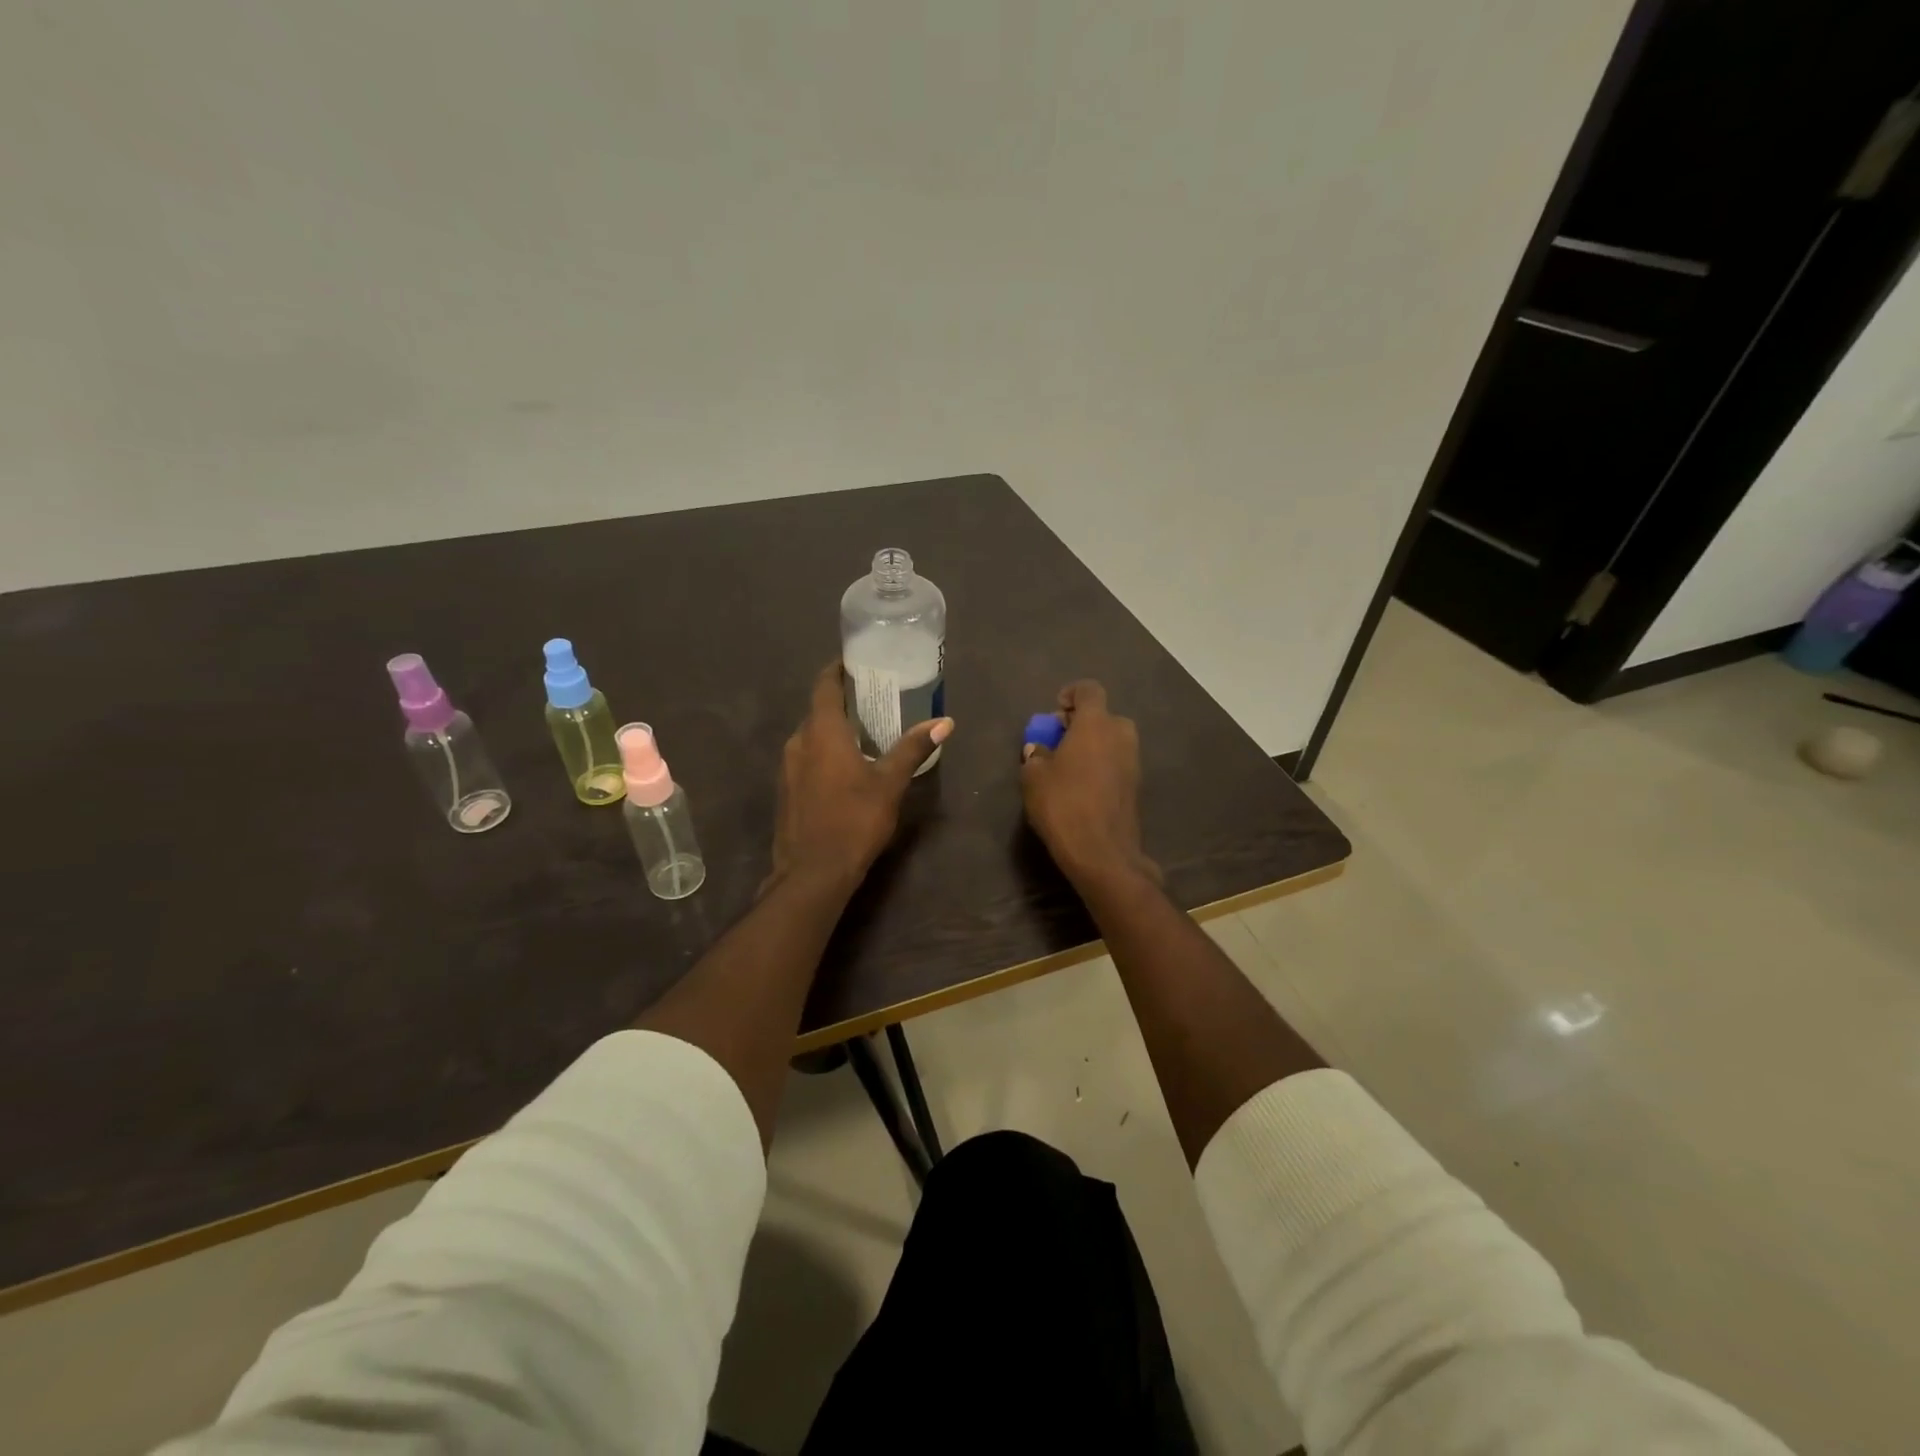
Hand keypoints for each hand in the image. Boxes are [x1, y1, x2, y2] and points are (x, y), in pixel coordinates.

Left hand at [764, 663, 953, 896]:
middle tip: (872, 700)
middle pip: (818, 711)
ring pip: (810, 737)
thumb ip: (913, 749)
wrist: (812, 873)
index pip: (824, 686)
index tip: (855, 663)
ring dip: (832, 731)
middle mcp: (798, 742)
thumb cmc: (854, 821)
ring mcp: (787, 769)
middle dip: (842, 703)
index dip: (837, 671)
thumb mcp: (890, 784)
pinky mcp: (786, 791)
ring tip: (864, 734)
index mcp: (821, 732)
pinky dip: (823, 754)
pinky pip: (805, 759)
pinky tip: (845, 769)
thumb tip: (944, 722)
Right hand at [1020, 680, 1160, 889]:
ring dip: (1091, 745)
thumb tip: (1040, 750)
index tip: (1055, 711)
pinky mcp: (1136, 785)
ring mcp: (1133, 761)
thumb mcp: (1034, 778)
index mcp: (1096, 724)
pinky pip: (1116, 762)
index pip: (1089, 690)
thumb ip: (1036, 756)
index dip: (1071, 694)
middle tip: (1057, 741)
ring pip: (1111, 740)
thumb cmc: (1063, 805)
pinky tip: (1081, 787)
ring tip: (1066, 767)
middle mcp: (1121, 735)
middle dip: (1080, 723)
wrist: (1102, 852)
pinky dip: (1100, 765)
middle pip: (1102, 716)